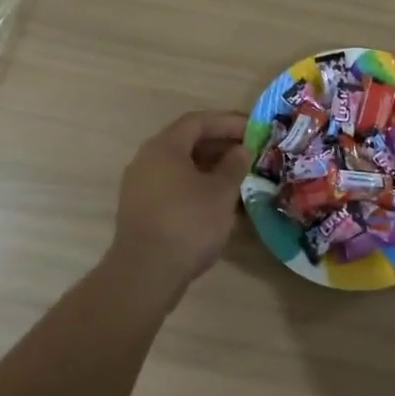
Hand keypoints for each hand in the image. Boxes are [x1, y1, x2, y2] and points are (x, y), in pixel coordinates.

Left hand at [107, 110, 249, 302]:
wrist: (145, 274)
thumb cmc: (188, 223)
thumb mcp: (221, 192)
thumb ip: (234, 165)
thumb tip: (241, 150)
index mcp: (164, 147)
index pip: (198, 121)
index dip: (228, 122)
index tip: (254, 129)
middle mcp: (147, 160)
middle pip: (187, 142)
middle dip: (220, 146)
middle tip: (249, 154)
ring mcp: (140, 186)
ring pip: (180, 167)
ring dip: (210, 169)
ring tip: (239, 179)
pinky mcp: (140, 210)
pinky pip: (173, 187)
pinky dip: (196, 187)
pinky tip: (218, 204)